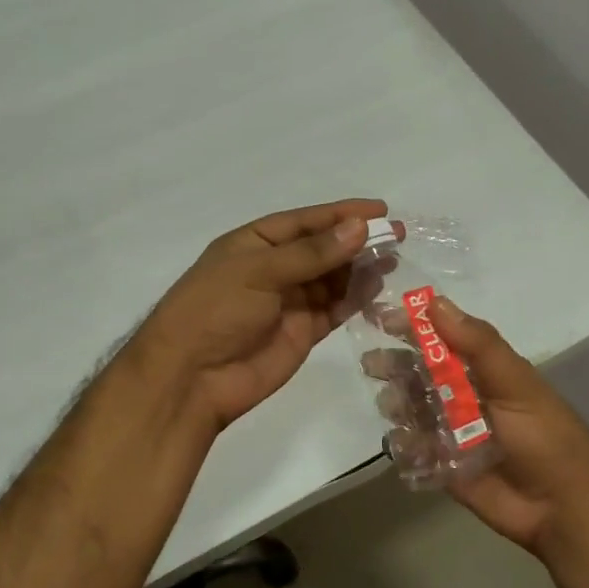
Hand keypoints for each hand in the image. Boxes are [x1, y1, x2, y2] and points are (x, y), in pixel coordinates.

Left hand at [129, 199, 388, 433]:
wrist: (191, 378)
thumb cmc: (215, 311)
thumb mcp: (259, 272)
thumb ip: (311, 253)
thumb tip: (359, 228)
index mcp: (253, 244)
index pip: (304, 222)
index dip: (341, 213)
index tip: (380, 209)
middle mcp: (273, 269)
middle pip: (322, 248)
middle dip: (357, 240)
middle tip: (397, 234)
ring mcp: (289, 302)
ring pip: (332, 278)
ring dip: (360, 268)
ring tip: (392, 259)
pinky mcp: (302, 332)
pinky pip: (334, 308)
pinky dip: (355, 298)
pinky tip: (377, 287)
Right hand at [397, 297, 588, 553]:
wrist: (562, 505)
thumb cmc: (544, 435)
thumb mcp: (515, 381)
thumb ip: (477, 343)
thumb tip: (434, 302)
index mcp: (482, 371)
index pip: (440, 340)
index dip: (412, 327)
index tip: (382, 318)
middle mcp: (463, 397)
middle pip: (417, 374)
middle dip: (394, 367)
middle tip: (373, 365)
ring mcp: (451, 433)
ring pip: (410, 410)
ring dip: (396, 404)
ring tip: (394, 407)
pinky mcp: (442, 466)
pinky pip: (412, 451)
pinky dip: (403, 446)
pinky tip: (407, 443)